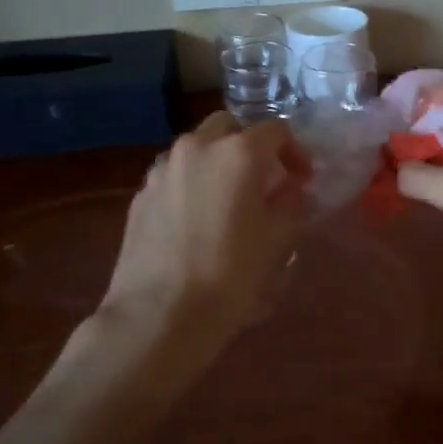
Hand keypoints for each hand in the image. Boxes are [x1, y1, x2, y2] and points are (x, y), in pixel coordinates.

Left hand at [99, 113, 305, 347]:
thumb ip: (291, 203)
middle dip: (251, 147)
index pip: (276, 131)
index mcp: (238, 153)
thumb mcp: (280, 241)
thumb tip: (289, 190)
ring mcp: (161, 170)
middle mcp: (196, 148)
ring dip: (218, 163)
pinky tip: (198, 221)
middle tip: (265, 181)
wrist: (159, 316)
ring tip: (229, 201)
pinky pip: (174, 176)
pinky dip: (192, 185)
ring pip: (197, 149)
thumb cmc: (231, 276)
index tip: (302, 180)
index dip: (295, 152)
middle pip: (229, 127)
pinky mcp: (140, 196)